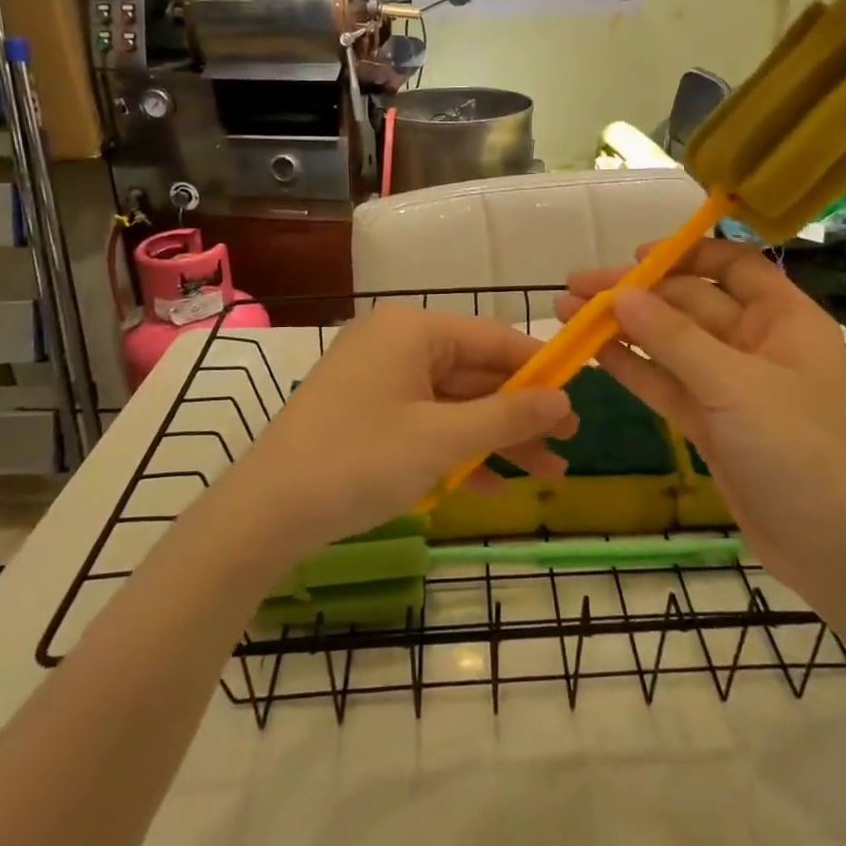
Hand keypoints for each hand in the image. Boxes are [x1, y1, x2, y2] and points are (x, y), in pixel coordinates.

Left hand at [225, 306, 576, 564]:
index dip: (540, 367)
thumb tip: (563, 399)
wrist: (265, 514)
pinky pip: (426, 424)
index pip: (494, 338)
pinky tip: (496, 485)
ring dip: (497, 438)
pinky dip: (458, 451)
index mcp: (413, 330)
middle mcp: (396, 344)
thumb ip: (508, 416)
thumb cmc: (359, 460)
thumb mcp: (442, 439)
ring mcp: (379, 381)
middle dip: (521, 413)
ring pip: (454, 404)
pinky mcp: (367, 415)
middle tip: (569, 443)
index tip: (580, 395)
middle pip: (476, 373)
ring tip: (549, 473)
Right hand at [556, 241, 845, 605]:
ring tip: (566, 313)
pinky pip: (666, 385)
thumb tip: (621, 294)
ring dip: (622, 329)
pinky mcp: (711, 424)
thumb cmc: (804, 452)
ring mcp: (731, 386)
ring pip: (670, 345)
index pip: (733, 265)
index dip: (685, 253)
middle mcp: (756, 343)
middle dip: (634, 295)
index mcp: (782, 318)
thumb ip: (675, 339)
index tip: (634, 257)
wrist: (841, 553)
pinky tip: (593, 354)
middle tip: (574, 288)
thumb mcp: (737, 387)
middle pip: (689, 303)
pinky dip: (632, 368)